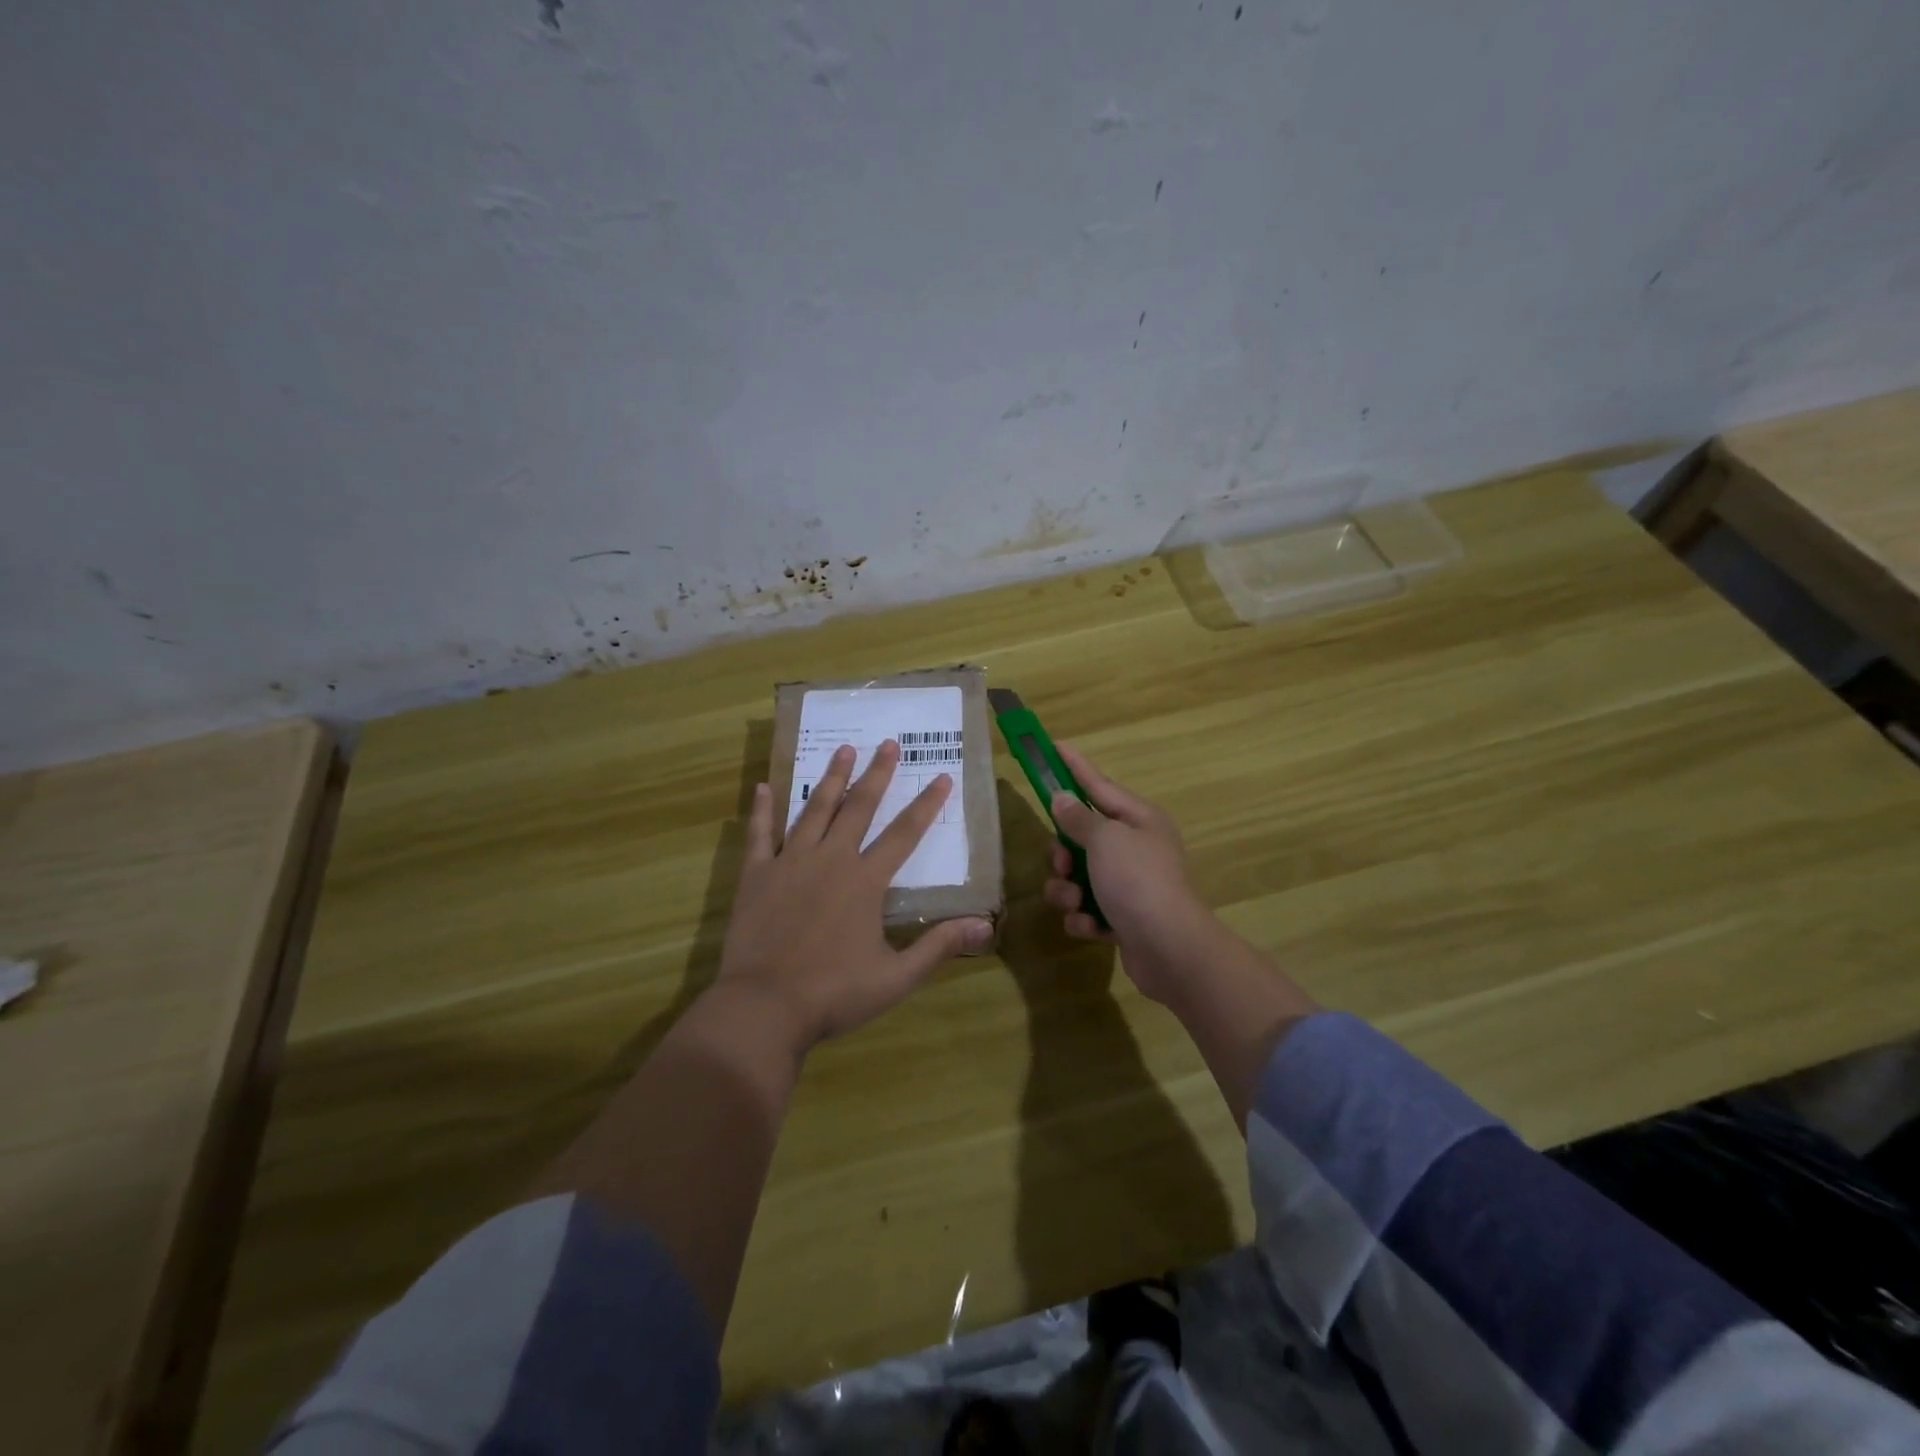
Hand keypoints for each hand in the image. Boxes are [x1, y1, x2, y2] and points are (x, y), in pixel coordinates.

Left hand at [717, 740, 993, 1049]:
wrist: (764, 1007)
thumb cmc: (834, 994)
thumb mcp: (896, 977)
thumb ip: (940, 947)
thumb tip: (985, 924)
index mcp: (865, 881)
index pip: (905, 834)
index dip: (927, 804)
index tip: (942, 777)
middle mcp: (831, 860)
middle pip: (859, 808)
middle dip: (877, 774)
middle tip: (888, 743)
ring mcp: (790, 863)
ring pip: (815, 810)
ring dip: (831, 779)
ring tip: (843, 749)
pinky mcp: (757, 875)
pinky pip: (760, 834)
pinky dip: (762, 809)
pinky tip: (763, 785)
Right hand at [1042, 744, 1214, 1000]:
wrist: (1170, 949)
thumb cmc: (1138, 881)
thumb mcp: (1105, 840)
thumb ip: (1079, 818)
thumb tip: (1062, 798)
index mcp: (1139, 820)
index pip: (1099, 785)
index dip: (1074, 766)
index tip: (1054, 746)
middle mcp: (1136, 848)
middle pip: (1082, 837)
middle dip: (1063, 852)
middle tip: (1062, 862)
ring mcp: (1130, 885)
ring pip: (1078, 876)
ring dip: (1068, 890)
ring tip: (1075, 902)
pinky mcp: (1122, 918)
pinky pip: (1087, 909)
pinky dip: (1084, 918)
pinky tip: (1091, 927)